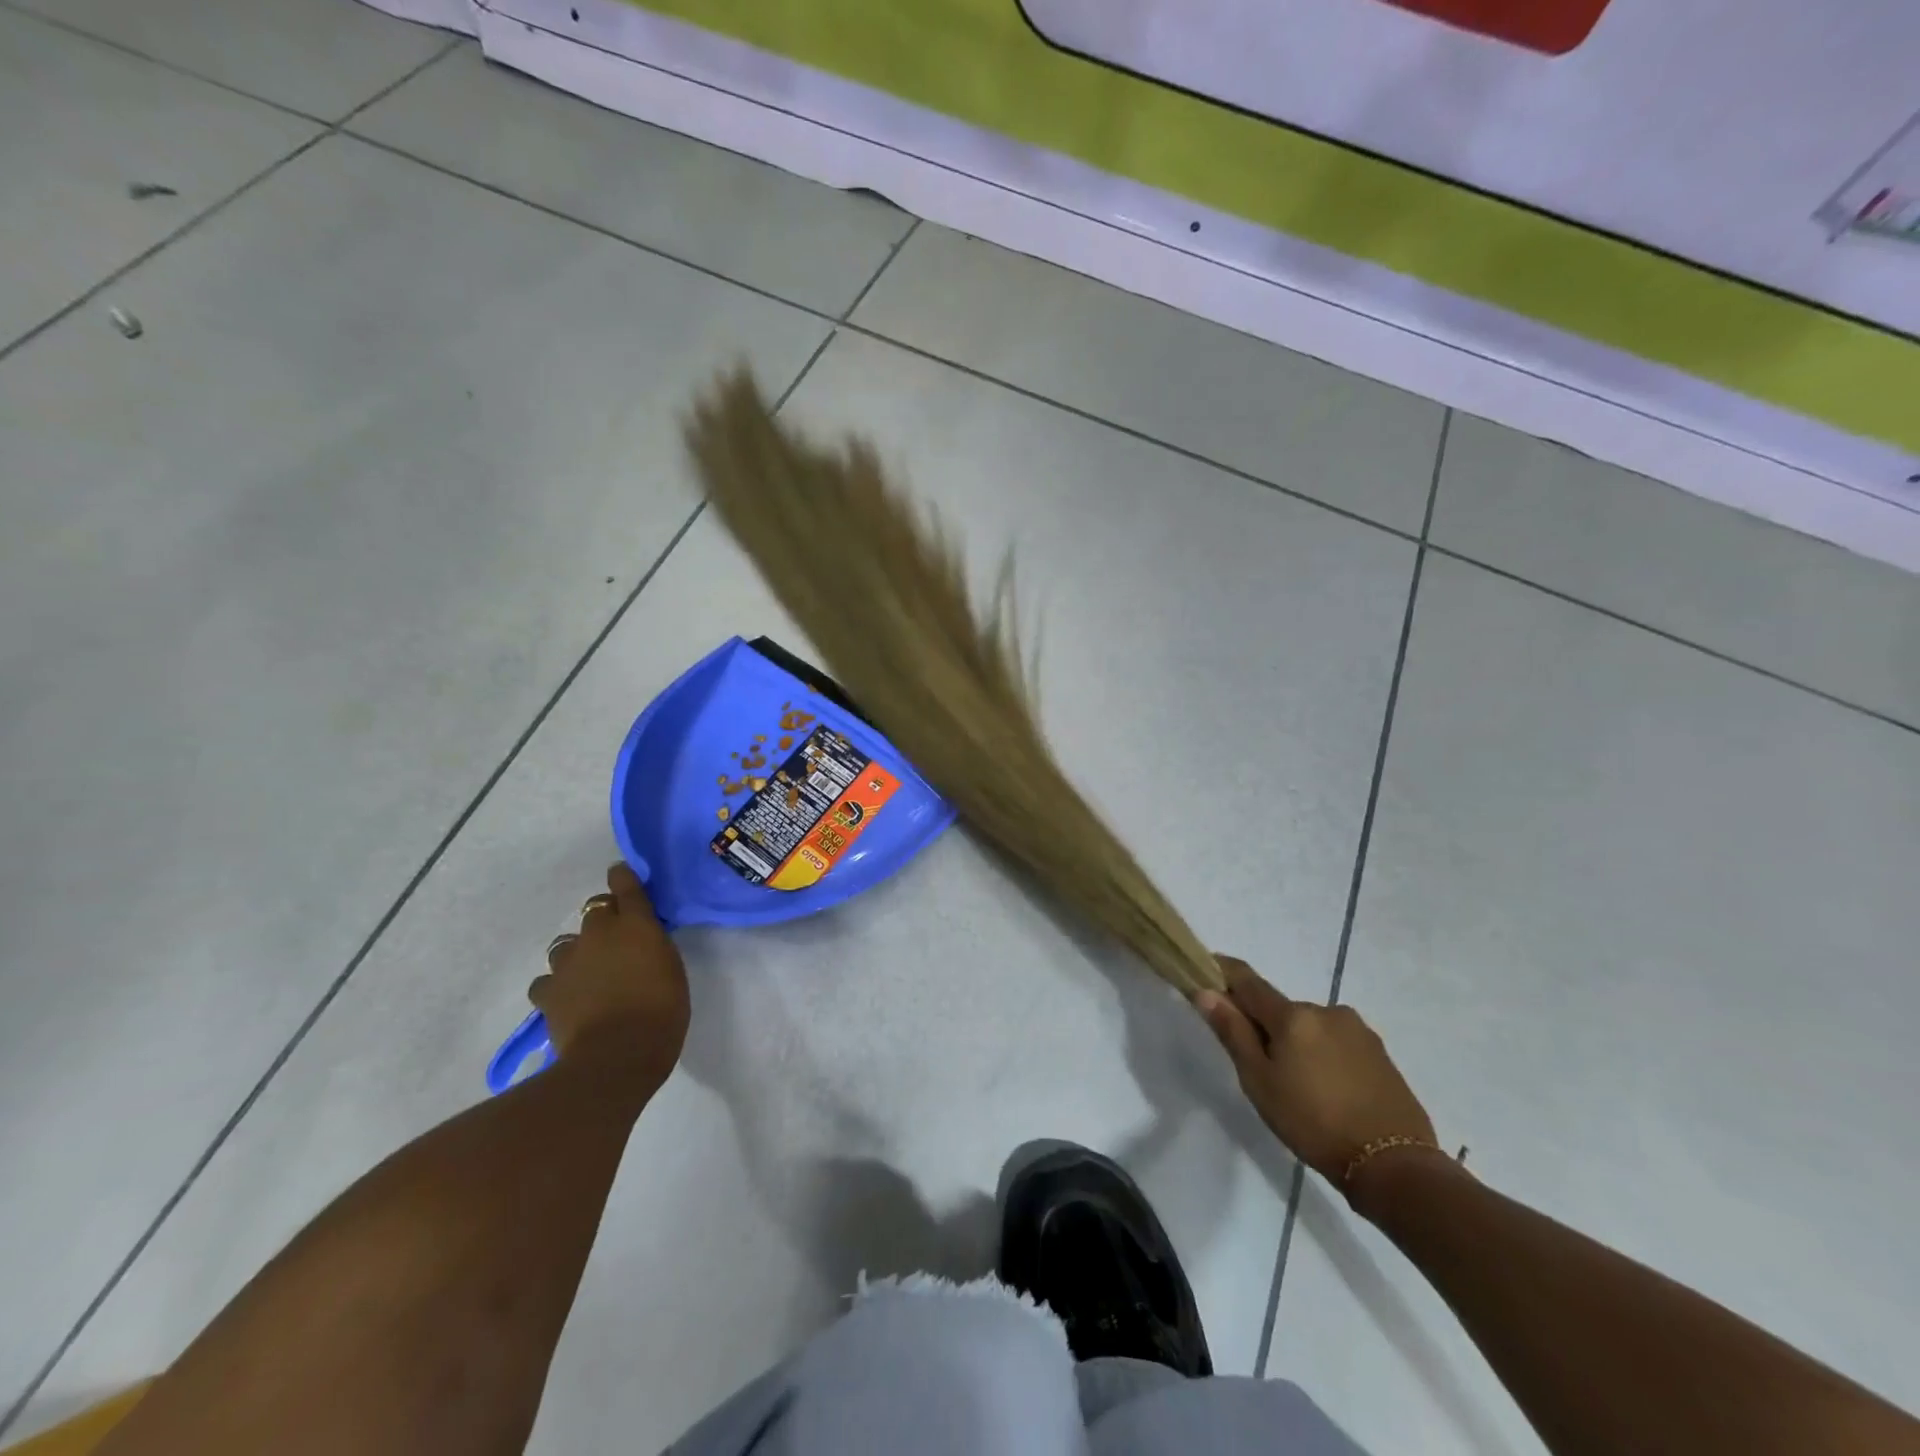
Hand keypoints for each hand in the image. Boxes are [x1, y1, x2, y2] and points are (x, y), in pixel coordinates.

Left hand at [530, 862, 688, 1088]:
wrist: (617, 1055)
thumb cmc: (662, 1011)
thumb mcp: (671, 970)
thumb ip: (653, 948)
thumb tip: (641, 945)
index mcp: (636, 924)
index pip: (626, 886)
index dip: (622, 879)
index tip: (621, 875)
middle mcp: (599, 933)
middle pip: (594, 911)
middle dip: (603, 921)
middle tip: (616, 943)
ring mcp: (568, 961)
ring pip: (567, 945)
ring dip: (578, 954)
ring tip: (589, 976)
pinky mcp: (547, 991)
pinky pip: (548, 980)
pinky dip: (557, 986)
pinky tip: (567, 1001)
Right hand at [1196, 957, 1440, 1203]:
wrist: (1394, 1166)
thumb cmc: (1313, 1123)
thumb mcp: (1259, 1082)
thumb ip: (1233, 1032)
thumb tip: (1206, 991)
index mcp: (1292, 1015)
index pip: (1248, 981)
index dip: (1224, 973)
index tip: (1207, 971)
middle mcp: (1326, 1011)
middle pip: (1281, 1010)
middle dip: (1266, 1026)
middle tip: (1260, 1068)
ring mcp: (1358, 1031)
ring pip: (1311, 1027)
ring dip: (1298, 1043)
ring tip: (1300, 1087)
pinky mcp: (1380, 1053)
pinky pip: (1337, 1043)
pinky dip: (1324, 1056)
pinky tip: (1329, 1092)